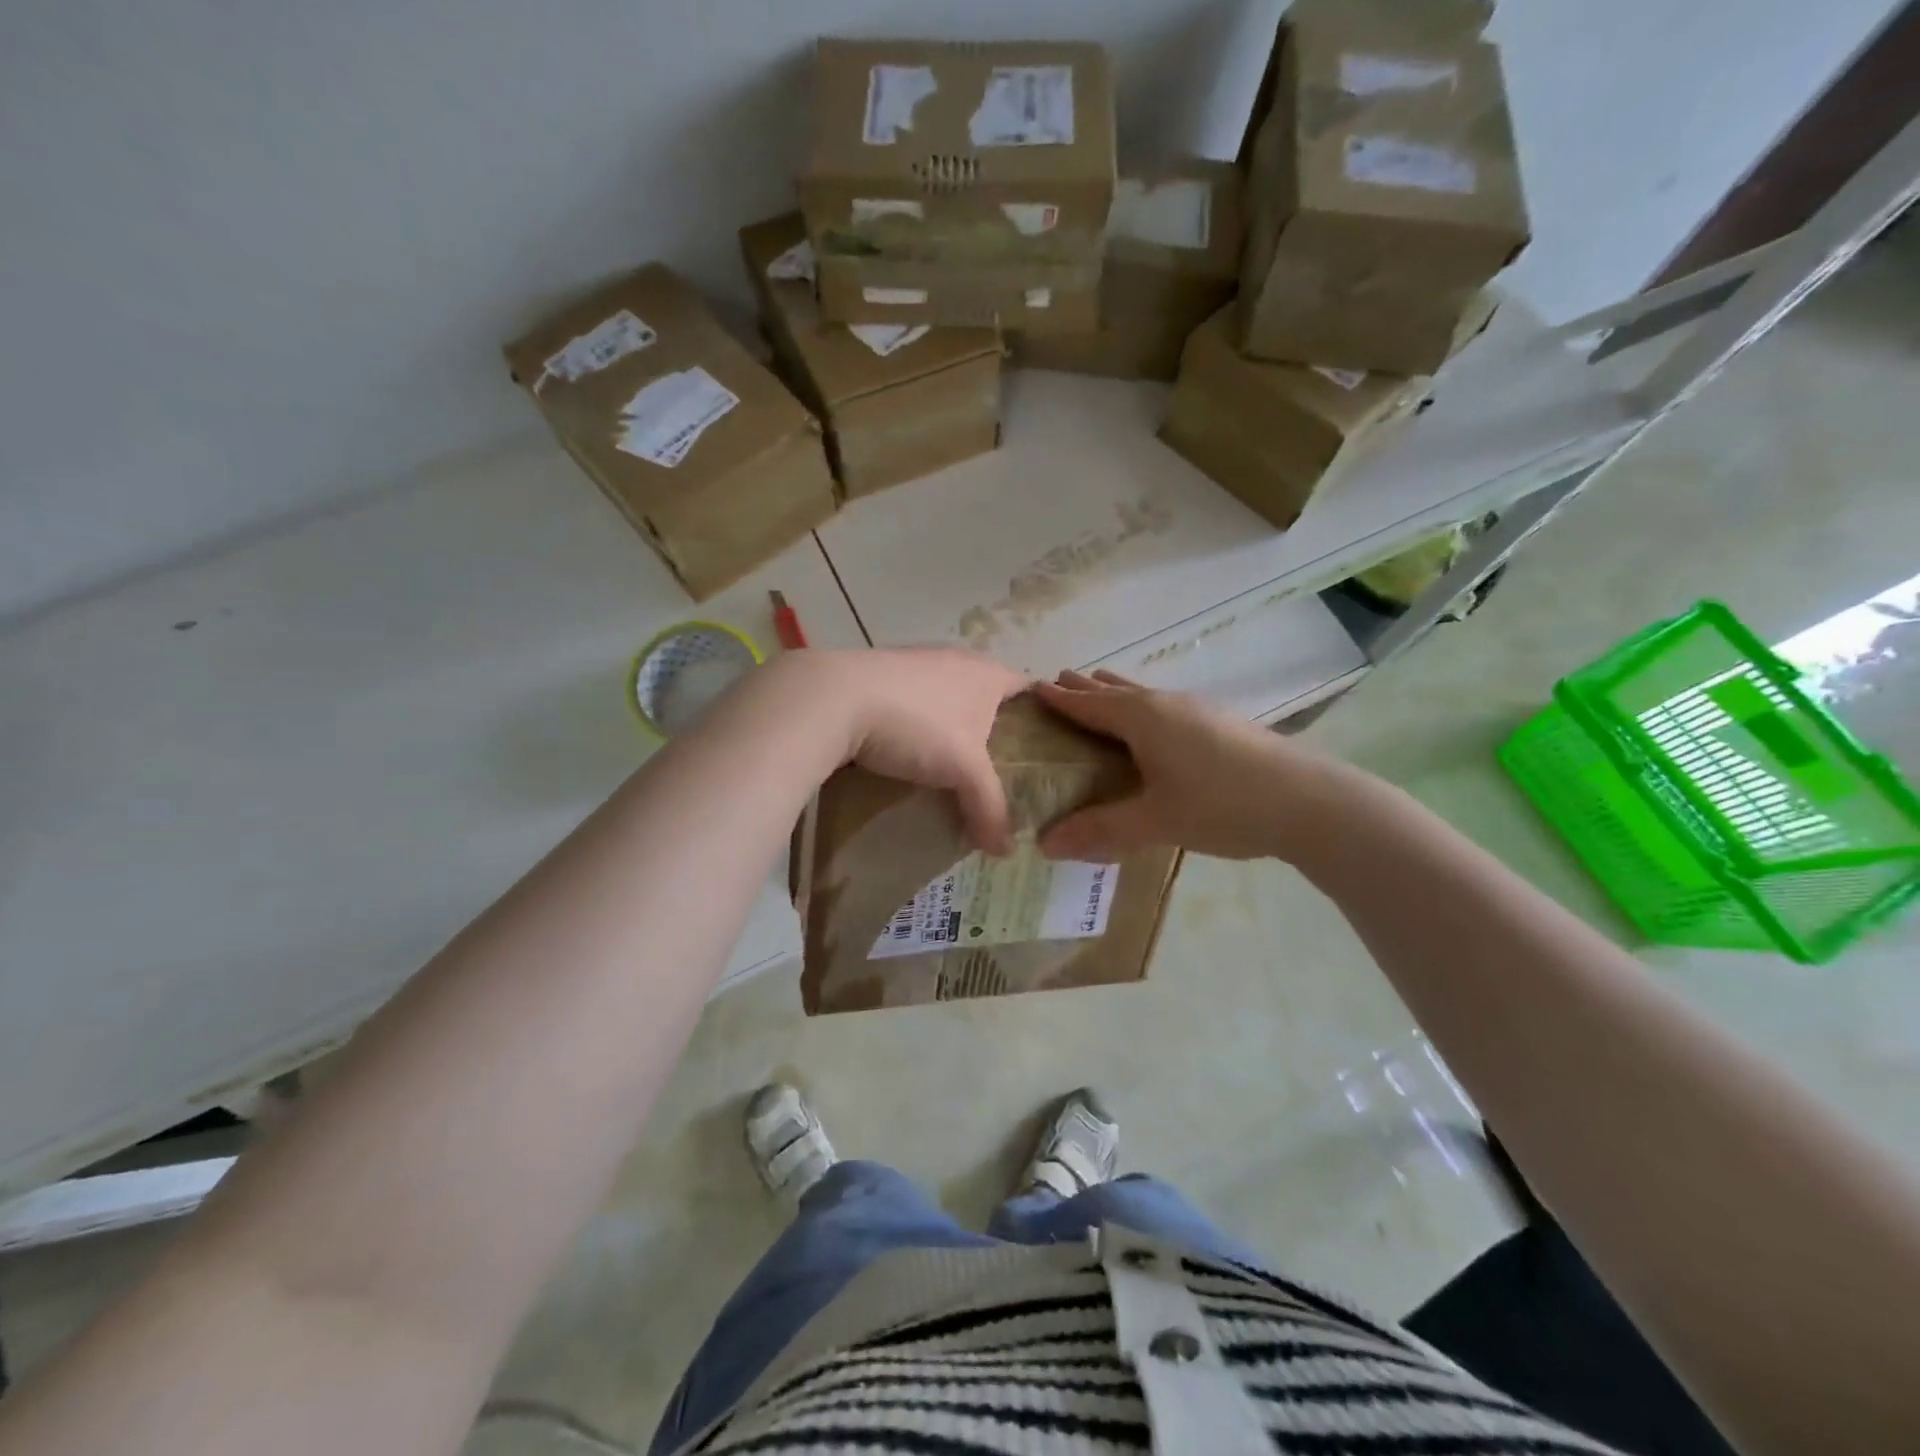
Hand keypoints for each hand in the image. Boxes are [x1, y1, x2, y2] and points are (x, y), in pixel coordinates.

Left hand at [778, 648, 1026, 852]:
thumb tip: (1006, 852)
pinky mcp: (880, 674)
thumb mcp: (963, 771)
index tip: (1042, 750)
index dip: (1040, 715)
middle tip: (999, 768)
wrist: (834, 699)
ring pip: (947, 696)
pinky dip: (918, 723)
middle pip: (987, 693)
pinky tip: (907, 751)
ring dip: (952, 725)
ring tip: (953, 765)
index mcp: (986, 673)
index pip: (1028, 687)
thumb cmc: (917, 725)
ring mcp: (915, 662)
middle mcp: (955, 658)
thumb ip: (990, 807)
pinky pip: (913, 700)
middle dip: (993, 727)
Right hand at [1033, 670, 1338, 860]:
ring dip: (1116, 692)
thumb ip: (1100, 830)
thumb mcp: (1155, 821)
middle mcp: (1166, 704)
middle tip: (1058, 681)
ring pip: (1144, 694)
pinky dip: (1142, 706)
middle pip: (1115, 690)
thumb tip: (1045, 844)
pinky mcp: (1221, 722)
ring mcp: (1197, 709)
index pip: (1089, 704)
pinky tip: (1155, 722)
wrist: (1309, 800)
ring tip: (1099, 687)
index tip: (1033, 688)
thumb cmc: (1222, 805)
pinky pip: (1165, 705)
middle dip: (1085, 687)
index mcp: (1142, 718)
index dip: (1060, 699)